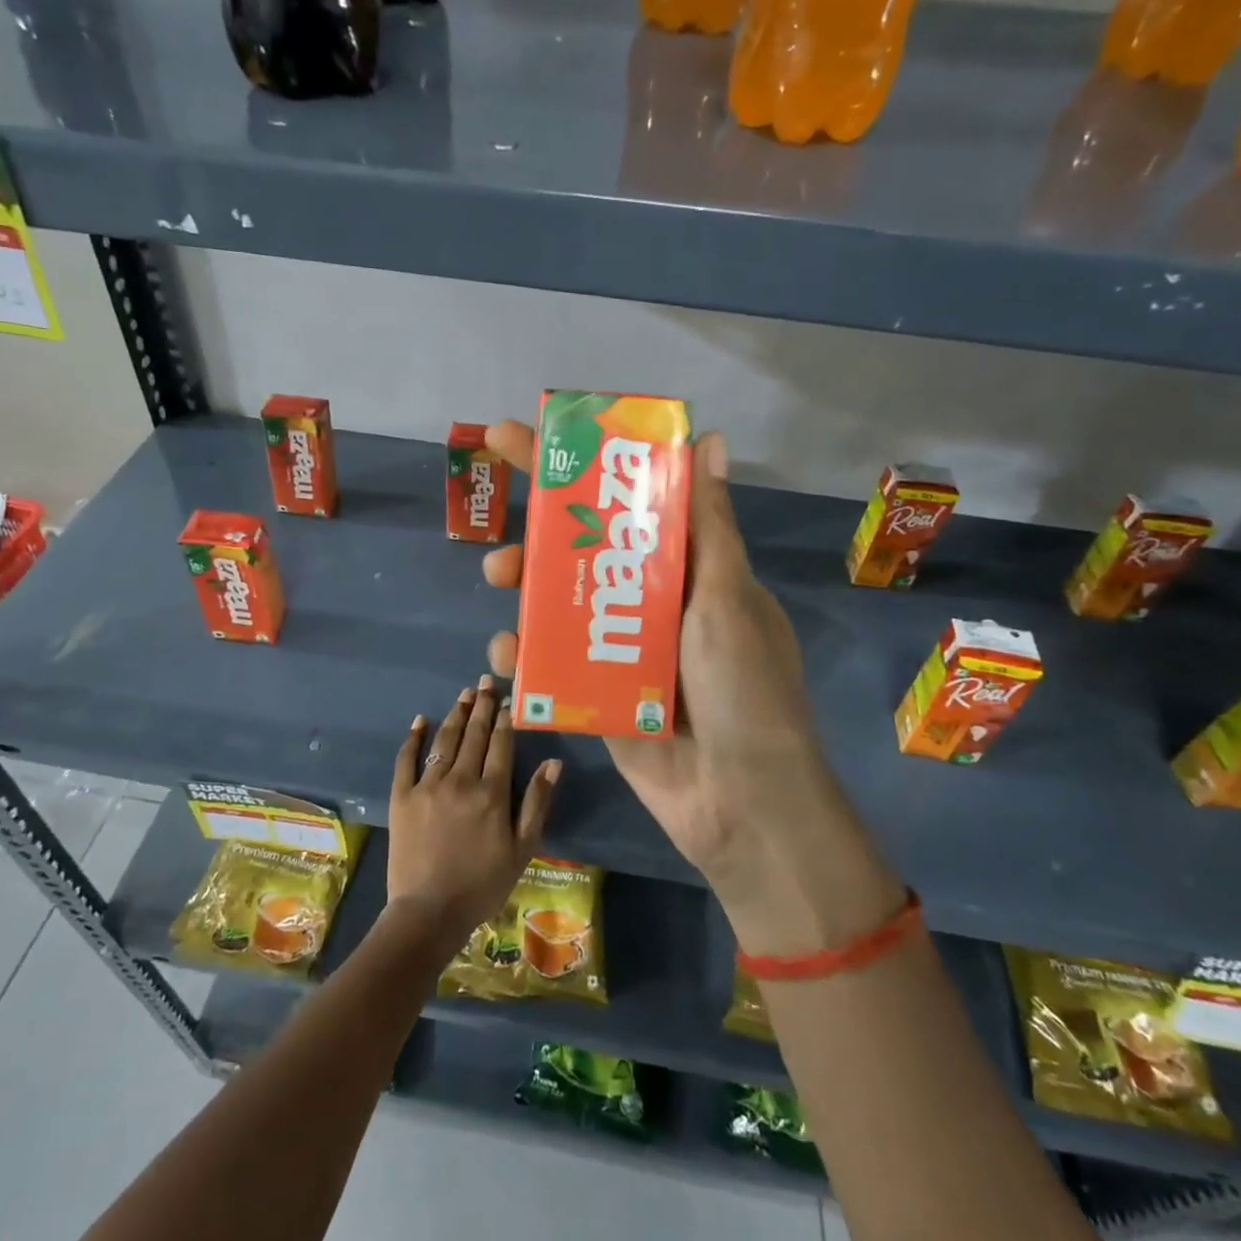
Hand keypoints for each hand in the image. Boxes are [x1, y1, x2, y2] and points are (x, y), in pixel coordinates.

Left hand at [386, 675, 560, 947]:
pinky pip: (406, 760)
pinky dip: (413, 738)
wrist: (429, 912)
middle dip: (481, 705)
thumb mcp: (522, 849)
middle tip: (485, 680)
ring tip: (463, 694)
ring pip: (444, 740)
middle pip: (473, 734)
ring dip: (455, 714)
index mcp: (491, 792)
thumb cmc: (483, 884)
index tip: (507, 697)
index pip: (500, 743)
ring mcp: (428, 786)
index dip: (505, 718)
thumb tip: (553, 762)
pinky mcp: (401, 797)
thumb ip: (537, 802)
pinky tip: (420, 720)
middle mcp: (460, 780)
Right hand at [481, 422, 903, 953]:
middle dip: (542, 531)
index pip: (631, 506)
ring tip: (498, 576)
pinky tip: (506, 652)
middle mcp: (654, 606)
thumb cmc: (743, 688)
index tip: (534, 439)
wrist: (741, 802)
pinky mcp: (600, 697)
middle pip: (587, 553)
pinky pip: (555, 665)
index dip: (586, 471)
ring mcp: (623, 652)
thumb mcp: (727, 597)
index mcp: (688, 573)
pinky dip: (527, 655)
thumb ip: (708, 524)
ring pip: (562, 606)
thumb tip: (707, 438)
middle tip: (501, 516)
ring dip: (526, 586)